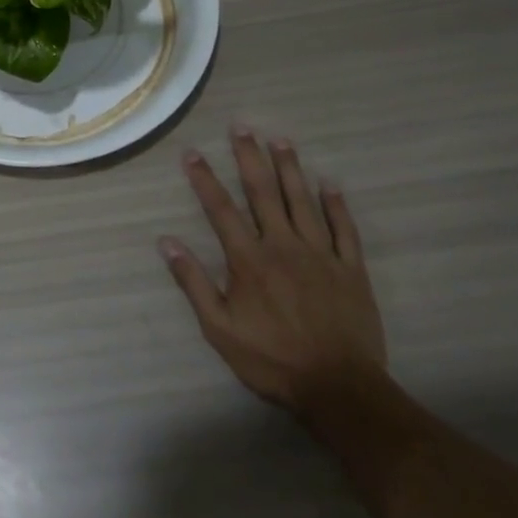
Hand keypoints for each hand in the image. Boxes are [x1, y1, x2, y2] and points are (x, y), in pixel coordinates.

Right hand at [159, 127, 386, 413]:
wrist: (341, 390)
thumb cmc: (273, 360)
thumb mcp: (220, 328)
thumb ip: (193, 282)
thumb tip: (166, 242)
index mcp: (249, 259)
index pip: (220, 209)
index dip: (204, 178)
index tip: (192, 152)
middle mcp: (283, 246)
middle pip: (263, 192)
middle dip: (249, 157)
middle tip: (241, 127)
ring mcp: (321, 255)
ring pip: (303, 202)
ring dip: (290, 168)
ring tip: (280, 140)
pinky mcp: (351, 270)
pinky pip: (345, 230)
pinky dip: (336, 205)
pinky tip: (330, 184)